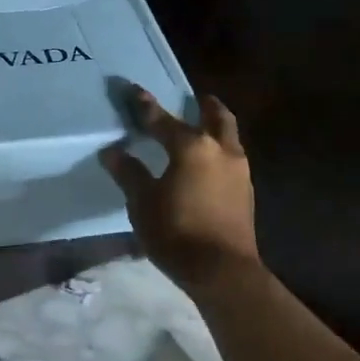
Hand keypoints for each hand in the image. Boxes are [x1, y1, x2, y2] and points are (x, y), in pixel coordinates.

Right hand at [100, 89, 258, 293]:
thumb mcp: (143, 202)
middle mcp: (221, 150)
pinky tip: (208, 162)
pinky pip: (232, 157)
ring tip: (201, 128)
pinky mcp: (246, 191)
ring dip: (215, 127)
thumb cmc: (177, 232)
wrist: (222, 270)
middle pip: (216, 116)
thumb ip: (129, 173)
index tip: (133, 90)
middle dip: (204, 104)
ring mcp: (239, 170)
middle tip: (193, 97)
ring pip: (229, 136)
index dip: (144, 105)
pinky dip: (220, 150)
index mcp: (192, 147)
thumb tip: (112, 152)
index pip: (162, 120)